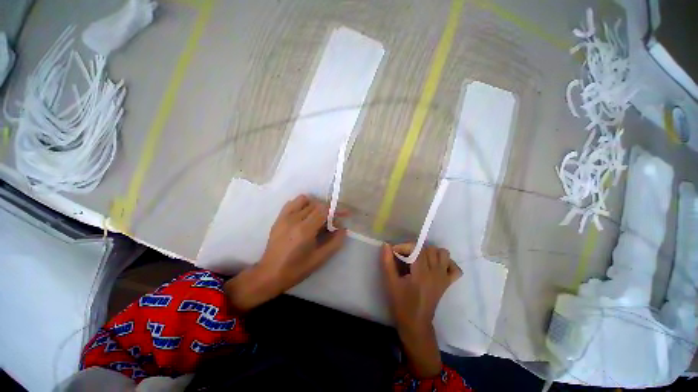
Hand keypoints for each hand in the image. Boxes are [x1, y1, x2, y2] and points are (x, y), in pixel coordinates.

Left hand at [224, 195, 346, 311]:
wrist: (270, 274)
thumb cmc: (296, 269)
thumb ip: (335, 242)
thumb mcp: (320, 259)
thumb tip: (344, 228)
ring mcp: (285, 217)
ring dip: (316, 206)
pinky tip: (306, 214)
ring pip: (306, 201)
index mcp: (305, 230)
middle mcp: (294, 219)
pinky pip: (293, 202)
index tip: (344, 215)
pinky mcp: (279, 218)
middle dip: (328, 210)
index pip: (324, 210)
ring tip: (319, 217)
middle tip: (332, 222)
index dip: (336, 211)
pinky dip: (303, 204)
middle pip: (316, 204)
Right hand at [380, 243, 461, 377]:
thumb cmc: (401, 303)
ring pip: (443, 254)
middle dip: (415, 249)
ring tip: (419, 259)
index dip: (404, 246)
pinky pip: (455, 268)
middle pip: (429, 249)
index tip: (394, 251)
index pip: (417, 249)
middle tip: (405, 256)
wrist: (416, 323)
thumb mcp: (391, 282)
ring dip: (431, 253)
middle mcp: (436, 273)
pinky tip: (435, 266)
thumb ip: (387, 262)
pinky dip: (447, 263)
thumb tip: (386, 245)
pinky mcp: (448, 283)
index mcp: (421, 273)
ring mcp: (444, 278)